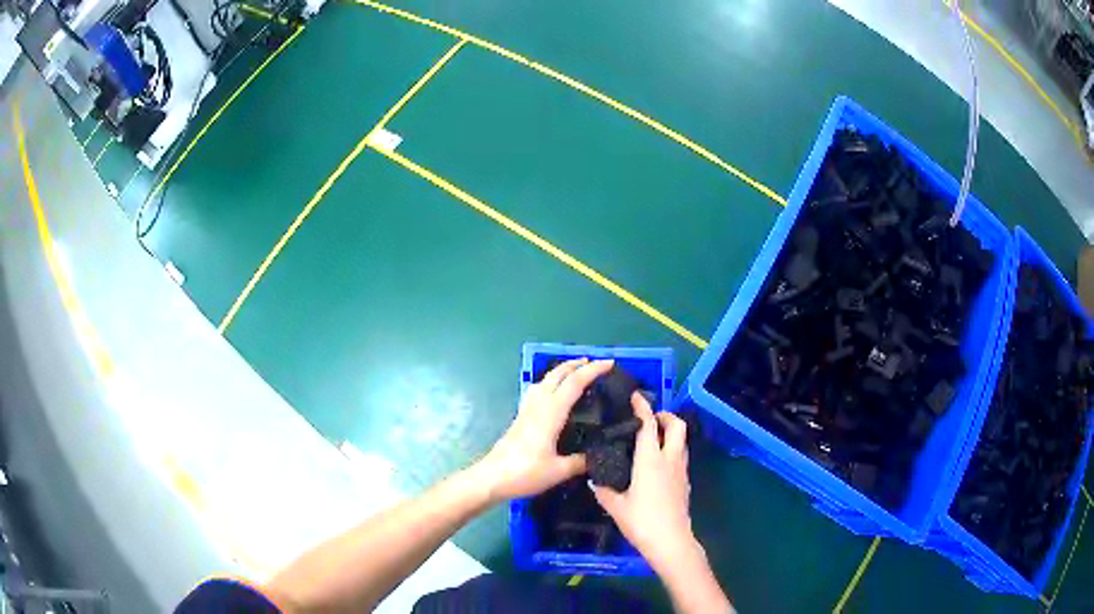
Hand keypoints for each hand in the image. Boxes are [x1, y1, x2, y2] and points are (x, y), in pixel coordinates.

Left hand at [474, 358, 614, 501]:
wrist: (491, 478)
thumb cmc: (525, 473)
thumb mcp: (559, 471)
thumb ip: (580, 462)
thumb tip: (598, 456)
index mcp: (551, 413)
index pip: (574, 383)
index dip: (593, 370)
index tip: (610, 363)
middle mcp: (538, 405)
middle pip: (557, 375)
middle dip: (576, 364)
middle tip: (594, 363)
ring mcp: (527, 410)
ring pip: (545, 380)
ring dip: (561, 371)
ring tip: (575, 373)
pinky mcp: (520, 418)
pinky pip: (538, 391)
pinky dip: (550, 383)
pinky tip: (553, 394)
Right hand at [591, 394, 698, 571]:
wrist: (671, 541)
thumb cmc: (641, 521)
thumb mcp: (616, 507)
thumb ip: (603, 490)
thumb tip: (592, 480)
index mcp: (650, 459)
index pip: (648, 425)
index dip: (643, 407)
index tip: (636, 396)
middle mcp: (670, 459)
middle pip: (677, 426)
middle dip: (666, 416)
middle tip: (650, 418)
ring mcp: (681, 471)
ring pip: (682, 441)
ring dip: (671, 433)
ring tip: (652, 439)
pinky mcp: (685, 483)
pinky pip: (681, 457)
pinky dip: (672, 451)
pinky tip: (657, 465)